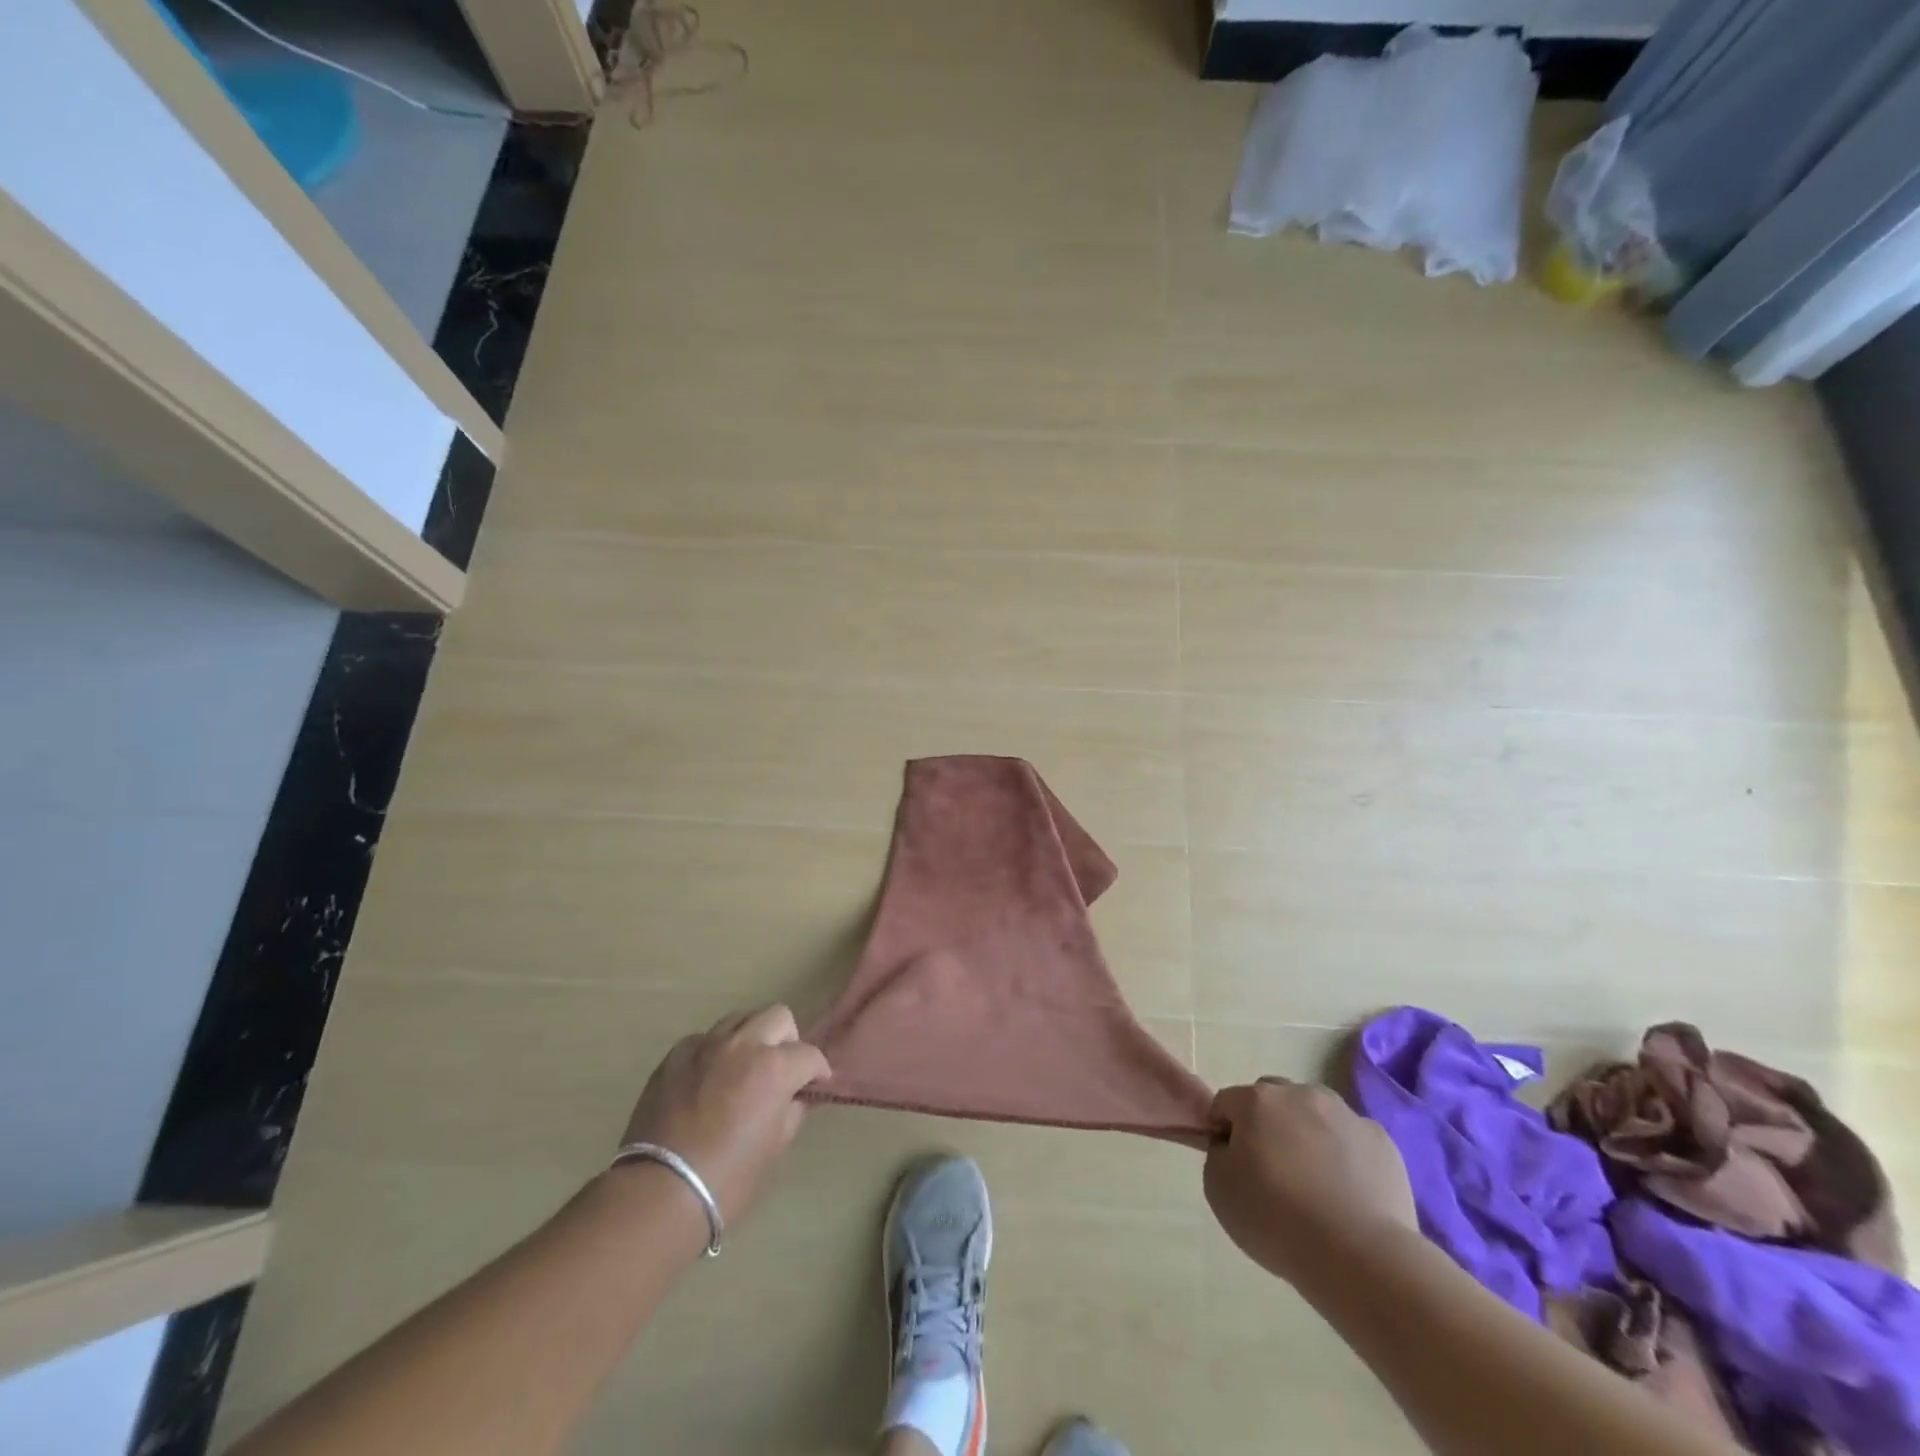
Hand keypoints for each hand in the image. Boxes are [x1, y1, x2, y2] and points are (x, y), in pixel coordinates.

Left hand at [618, 1005, 829, 1227]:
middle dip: (787, 1040)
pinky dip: (714, 1051)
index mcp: (775, 1067)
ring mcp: (706, 1045)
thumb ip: (791, 1112)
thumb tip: (794, 1098)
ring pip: (740, 1019)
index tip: (814, 1084)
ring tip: (743, 1068)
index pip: (809, 1054)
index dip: (817, 1070)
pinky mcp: (675, 1055)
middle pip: (778, 1017)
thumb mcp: (775, 1148)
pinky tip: (708, 1079)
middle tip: (781, 1069)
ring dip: (750, 1037)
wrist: (660, 1193)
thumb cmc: (729, 1178)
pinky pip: (704, 1039)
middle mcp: (743, 1044)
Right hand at [1204, 1078, 1416, 1285]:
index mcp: (1257, 1100)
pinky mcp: (1381, 1141)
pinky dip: (1345, 1155)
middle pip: (1272, 1098)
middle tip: (1271, 1171)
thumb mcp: (1218, 1189)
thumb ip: (1218, 1154)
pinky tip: (1347, 1193)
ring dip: (1307, 1134)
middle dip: (1266, 1124)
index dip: (1224, 1132)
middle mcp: (1300, 1093)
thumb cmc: (1276, 1219)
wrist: (1359, 1256)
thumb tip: (1233, 1146)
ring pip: (1314, 1113)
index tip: (1232, 1166)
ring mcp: (1345, 1114)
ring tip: (1314, 1183)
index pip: (1226, 1103)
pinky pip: (1351, 1139)